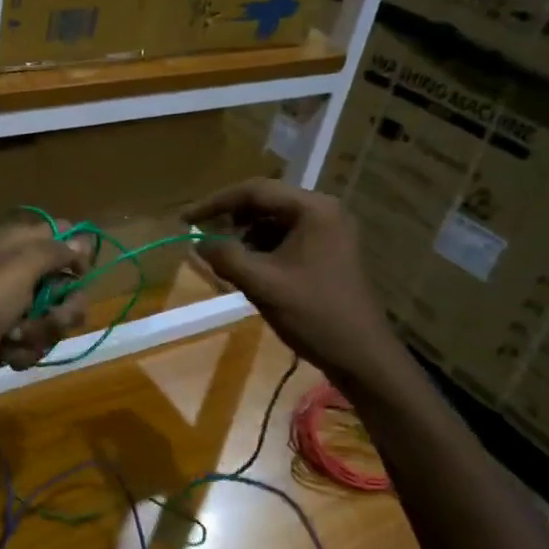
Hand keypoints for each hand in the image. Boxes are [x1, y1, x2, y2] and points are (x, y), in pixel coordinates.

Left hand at [0, 228, 91, 396]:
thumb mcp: (20, 268)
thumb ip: (54, 252)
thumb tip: (82, 241)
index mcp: (21, 250)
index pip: (62, 238)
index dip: (77, 254)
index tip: (80, 272)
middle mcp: (22, 277)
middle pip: (68, 290)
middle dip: (63, 311)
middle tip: (50, 317)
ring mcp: (17, 311)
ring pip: (55, 323)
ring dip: (39, 335)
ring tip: (14, 339)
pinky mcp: (11, 342)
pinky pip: (37, 346)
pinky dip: (23, 353)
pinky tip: (5, 354)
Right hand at [182, 179, 398, 386]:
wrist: (363, 357)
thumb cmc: (314, 314)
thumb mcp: (262, 283)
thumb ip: (225, 256)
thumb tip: (197, 242)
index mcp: (314, 209)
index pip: (254, 191)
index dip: (215, 203)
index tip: (185, 219)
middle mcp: (324, 210)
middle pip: (264, 202)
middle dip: (230, 219)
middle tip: (201, 237)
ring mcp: (329, 231)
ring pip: (273, 220)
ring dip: (244, 234)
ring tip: (223, 256)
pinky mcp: (328, 250)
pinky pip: (285, 236)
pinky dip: (261, 247)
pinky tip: (247, 267)